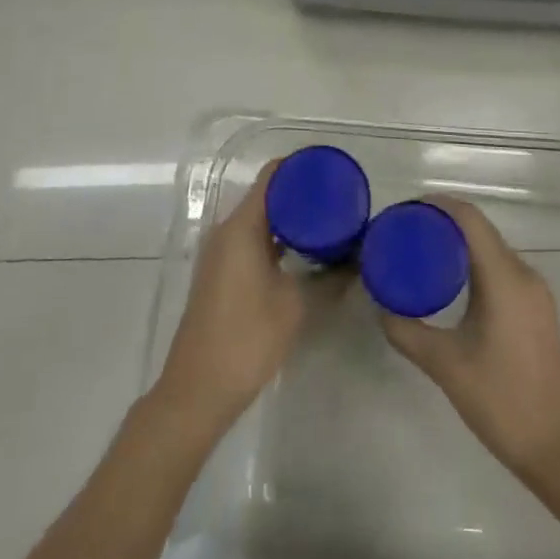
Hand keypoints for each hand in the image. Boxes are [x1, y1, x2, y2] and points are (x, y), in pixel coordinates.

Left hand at [153, 162, 337, 440]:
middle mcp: (227, 231)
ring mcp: (221, 254)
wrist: (198, 390)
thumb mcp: (296, 305)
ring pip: (260, 220)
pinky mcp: (222, 274)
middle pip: (266, 195)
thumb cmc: (247, 339)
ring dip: (291, 218)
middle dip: (301, 193)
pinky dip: (278, 238)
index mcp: (242, 227)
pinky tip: (306, 251)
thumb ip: (331, 277)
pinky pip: (253, 240)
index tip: (333, 170)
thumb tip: (360, 259)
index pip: (272, 177)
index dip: (301, 167)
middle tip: (340, 198)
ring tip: (330, 221)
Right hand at [378, 200, 559, 480]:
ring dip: (459, 243)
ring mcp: (535, 291)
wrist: (558, 447)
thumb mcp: (445, 365)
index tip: (404, 211)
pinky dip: (474, 263)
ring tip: (421, 253)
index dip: (437, 205)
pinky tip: (451, 282)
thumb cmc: (501, 401)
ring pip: (491, 249)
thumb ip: (407, 331)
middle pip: (480, 230)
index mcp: (504, 278)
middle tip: (404, 233)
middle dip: (442, 223)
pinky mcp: (537, 308)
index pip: (470, 219)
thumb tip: (380, 305)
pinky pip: (501, 268)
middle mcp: (524, 274)